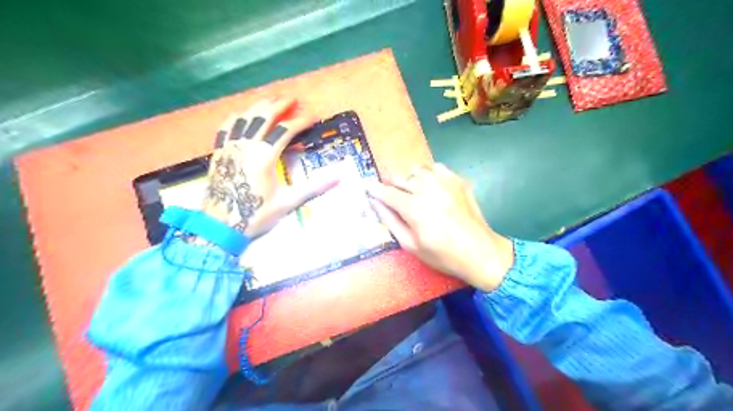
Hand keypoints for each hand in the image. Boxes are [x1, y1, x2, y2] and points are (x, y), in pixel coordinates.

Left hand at [200, 96, 336, 237]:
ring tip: (271, 99)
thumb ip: (314, 187)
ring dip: (258, 106)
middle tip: (292, 98)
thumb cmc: (256, 214)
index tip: (313, 116)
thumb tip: (339, 178)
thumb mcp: (288, 202)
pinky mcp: (219, 152)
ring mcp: (230, 147)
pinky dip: (236, 117)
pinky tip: (241, 114)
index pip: (285, 130)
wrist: (220, 226)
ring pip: (244, 118)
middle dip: (279, 105)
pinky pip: (226, 127)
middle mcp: (246, 146)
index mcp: (264, 156)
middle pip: (263, 116)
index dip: (301, 121)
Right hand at [366, 164, 514, 291]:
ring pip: (416, 170)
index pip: (387, 192)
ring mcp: (445, 181)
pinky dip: (428, 175)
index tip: (366, 187)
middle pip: (400, 178)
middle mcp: (428, 188)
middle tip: (394, 199)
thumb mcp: (411, 245)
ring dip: (410, 180)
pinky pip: (435, 168)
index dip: (374, 190)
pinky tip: (431, 188)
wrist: (480, 252)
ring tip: (413, 193)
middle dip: (393, 187)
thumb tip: (375, 203)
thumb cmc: (443, 255)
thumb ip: (390, 221)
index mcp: (414, 208)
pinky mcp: (458, 180)